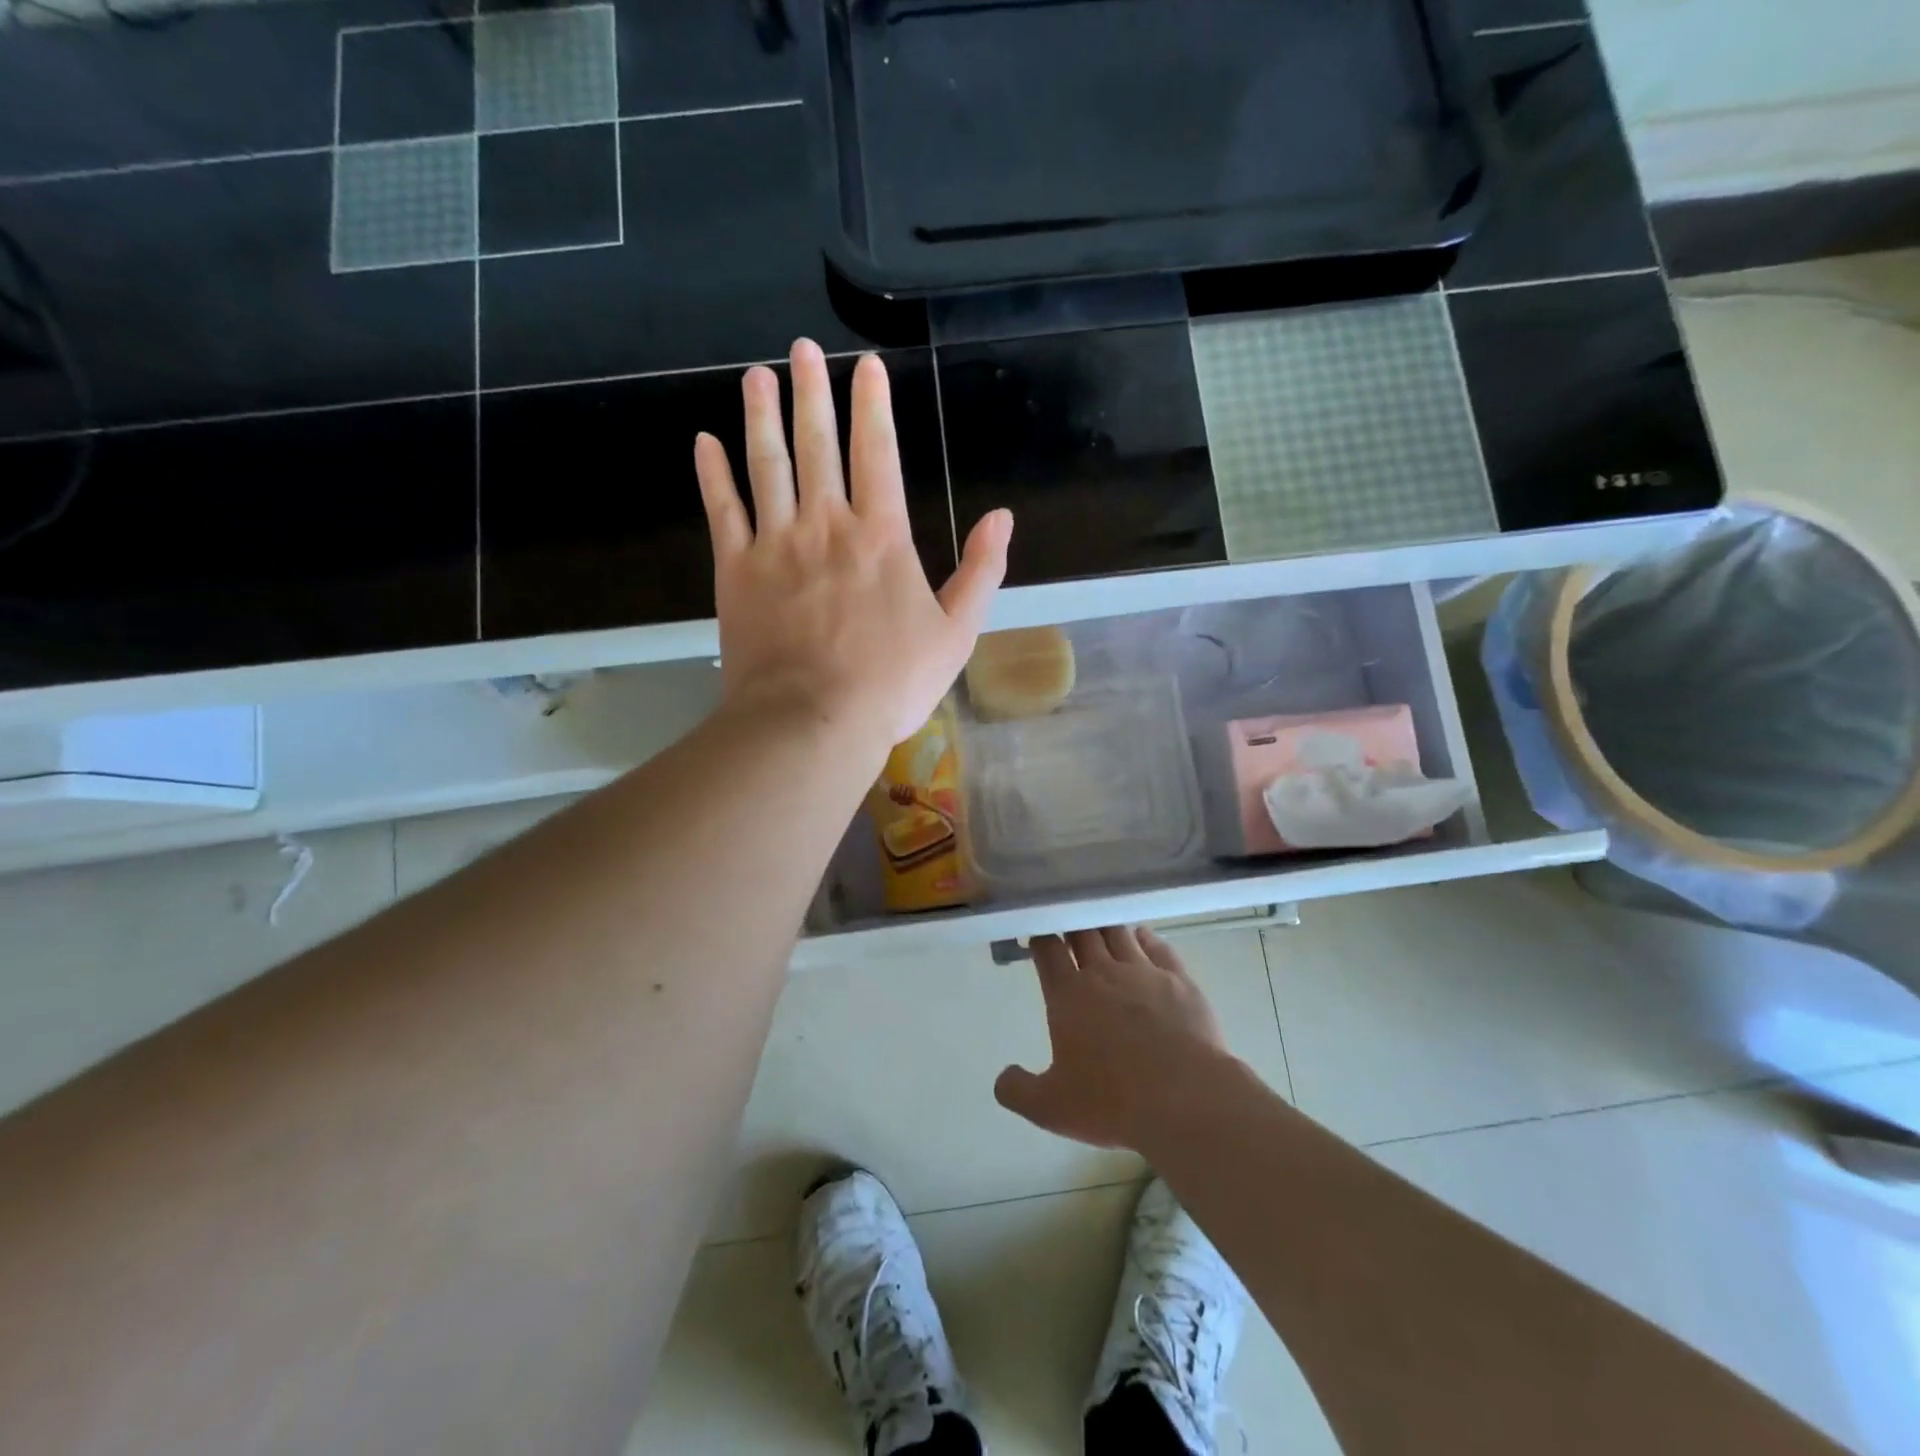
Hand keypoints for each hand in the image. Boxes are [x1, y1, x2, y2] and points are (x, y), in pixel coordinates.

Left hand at [695, 339, 1012, 750]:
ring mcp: (775, 544)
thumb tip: (1002, 518)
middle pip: (817, 444)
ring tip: (758, 376)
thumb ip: (981, 572)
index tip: (866, 365)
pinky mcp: (735, 571)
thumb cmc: (891, 683)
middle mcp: (825, 524)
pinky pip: (722, 511)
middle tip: (803, 349)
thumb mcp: (956, 634)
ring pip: (766, 464)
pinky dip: (713, 475)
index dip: (872, 405)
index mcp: (881, 536)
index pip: (878, 452)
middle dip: (813, 392)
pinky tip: (705, 443)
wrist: (812, 721)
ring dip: (762, 416)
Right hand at [994, 927, 1231, 1150]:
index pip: (1048, 950)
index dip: (1041, 938)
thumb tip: (1002, 1078)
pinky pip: (1159, 947)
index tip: (1038, 936)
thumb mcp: (1051, 1109)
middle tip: (1068, 926)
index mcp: (1068, 995)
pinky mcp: (1179, 980)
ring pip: (1119, 933)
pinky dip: (1146, 938)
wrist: (1186, 1100)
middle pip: (1083, 933)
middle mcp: (1103, 973)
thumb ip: (1018, 1091)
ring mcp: (1144, 972)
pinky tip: (1143, 937)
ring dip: (1106, 927)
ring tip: (1101, 927)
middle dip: (1072, 926)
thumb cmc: (1113, 1103)